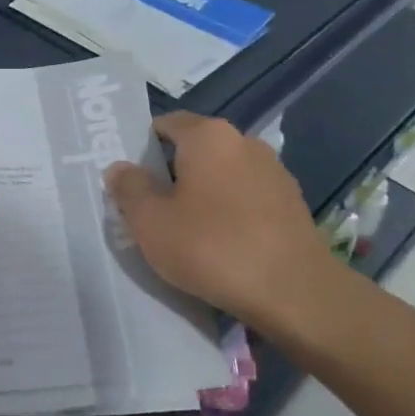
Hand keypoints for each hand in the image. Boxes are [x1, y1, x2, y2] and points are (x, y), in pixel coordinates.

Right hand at [105, 111, 339, 338]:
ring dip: (202, 195)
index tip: (129, 181)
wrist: (294, 291)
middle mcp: (244, 141)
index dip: (141, 148)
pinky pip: (246, 197)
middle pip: (195, 149)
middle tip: (150, 210)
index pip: (165, 124)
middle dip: (171, 174)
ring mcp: (273, 171)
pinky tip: (222, 244)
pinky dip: (230, 212)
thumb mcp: (151, 223)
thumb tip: (120, 167)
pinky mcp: (292, 202)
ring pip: (222, 175)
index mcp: (208, 135)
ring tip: (186, 232)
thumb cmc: (212, 247)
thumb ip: (129, 188)